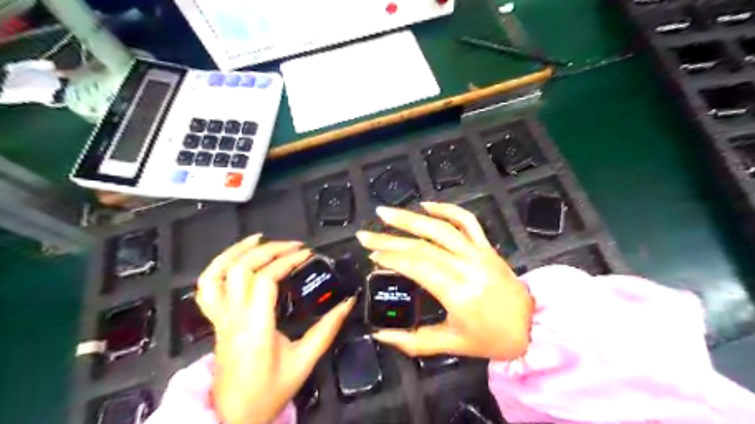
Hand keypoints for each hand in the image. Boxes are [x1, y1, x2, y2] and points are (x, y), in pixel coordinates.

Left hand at [197, 235, 357, 423]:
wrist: (233, 416)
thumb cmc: (269, 390)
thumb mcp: (304, 361)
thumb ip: (327, 330)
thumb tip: (348, 302)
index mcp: (255, 326)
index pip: (265, 279)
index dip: (287, 261)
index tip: (307, 254)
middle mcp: (233, 317)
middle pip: (243, 269)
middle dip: (270, 250)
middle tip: (295, 246)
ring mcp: (219, 317)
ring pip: (217, 273)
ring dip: (238, 251)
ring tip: (261, 238)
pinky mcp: (215, 320)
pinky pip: (206, 287)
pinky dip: (218, 266)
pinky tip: (236, 257)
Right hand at [357, 202, 532, 361]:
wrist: (533, 326)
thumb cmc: (492, 338)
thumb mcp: (452, 344)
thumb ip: (414, 341)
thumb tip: (380, 334)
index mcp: (458, 292)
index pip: (417, 266)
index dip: (392, 258)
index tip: (372, 256)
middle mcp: (467, 266)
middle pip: (423, 245)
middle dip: (390, 238)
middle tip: (365, 235)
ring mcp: (478, 252)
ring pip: (441, 227)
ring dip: (411, 218)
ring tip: (385, 212)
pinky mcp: (486, 246)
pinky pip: (467, 221)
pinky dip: (446, 209)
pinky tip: (426, 205)